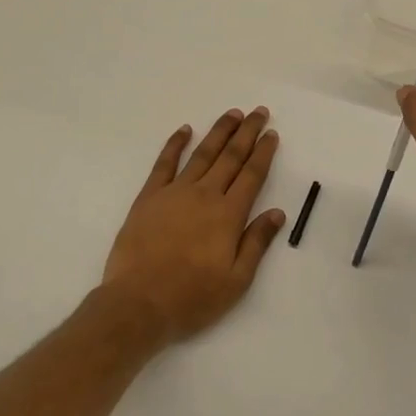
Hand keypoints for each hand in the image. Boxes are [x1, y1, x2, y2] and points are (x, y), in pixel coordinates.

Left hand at [102, 107, 286, 344]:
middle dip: (247, 132)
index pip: (251, 175)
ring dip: (219, 131)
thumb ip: (257, 243)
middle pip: (230, 156)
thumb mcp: (236, 281)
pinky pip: (164, 163)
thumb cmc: (191, 298)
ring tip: (232, 113)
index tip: (272, 134)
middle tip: (258, 112)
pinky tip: (184, 129)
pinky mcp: (149, 197)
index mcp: (228, 215)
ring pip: (202, 153)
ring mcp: (175, 192)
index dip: (263, 152)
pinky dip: (175, 144)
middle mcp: (205, 195)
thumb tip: (277, 212)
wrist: (138, 303)